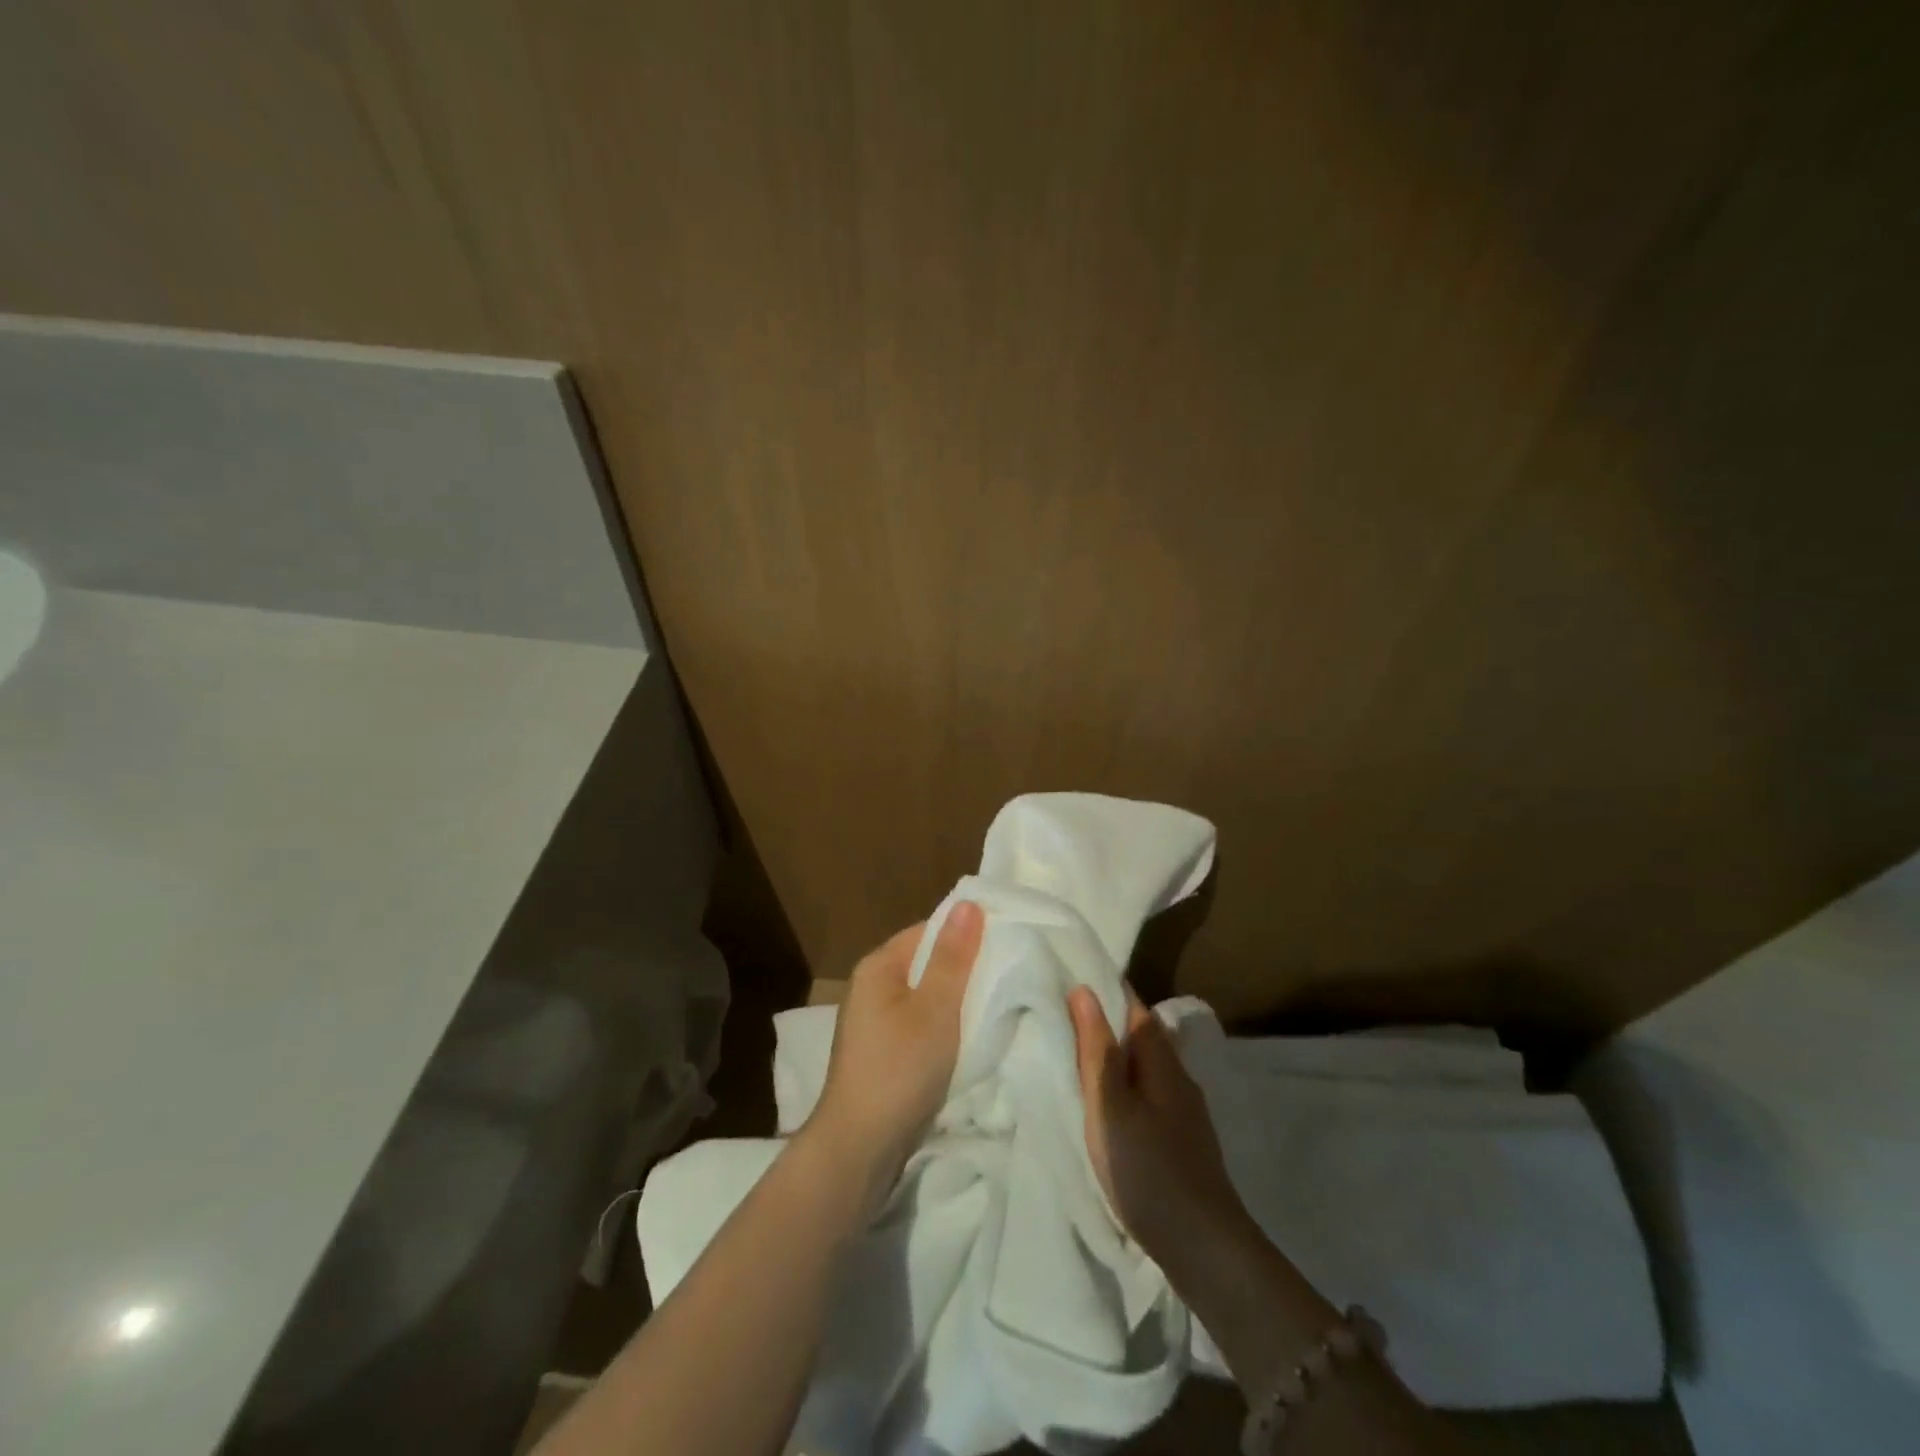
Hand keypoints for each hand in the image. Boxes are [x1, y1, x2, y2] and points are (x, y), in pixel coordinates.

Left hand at [803, 903, 984, 1205]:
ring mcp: (875, 1020)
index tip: (1007, 943)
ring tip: (997, 1003)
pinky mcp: (884, 1050)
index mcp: (878, 966)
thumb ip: (953, 957)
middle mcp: (872, 986)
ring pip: (927, 995)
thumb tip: (968, 904)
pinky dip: (945, 1025)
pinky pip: (921, 1022)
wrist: (860, 1148)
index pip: (929, 930)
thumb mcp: (935, 1008)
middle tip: (1009, 975)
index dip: (967, 933)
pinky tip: (969, 1036)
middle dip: (965, 968)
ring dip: (957, 1000)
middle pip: (927, 962)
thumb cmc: (900, 1069)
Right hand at [1069, 986, 1254, 1269]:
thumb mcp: (1110, 1106)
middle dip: (1109, 1024)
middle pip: (1143, 1038)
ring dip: (1117, 1059)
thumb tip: (1085, 990)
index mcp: (1162, 1062)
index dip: (1108, 992)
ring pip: (1146, 1070)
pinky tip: (1110, 1107)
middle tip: (1066, 1019)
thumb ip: (1096, 1049)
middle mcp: (1179, 1079)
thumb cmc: (1148, 1168)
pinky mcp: (1183, 1143)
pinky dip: (1126, 1089)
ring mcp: (1185, 1113)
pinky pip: (1149, 1097)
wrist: (1205, 1248)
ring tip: (1079, 1060)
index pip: (1135, 1009)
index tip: (1076, 979)